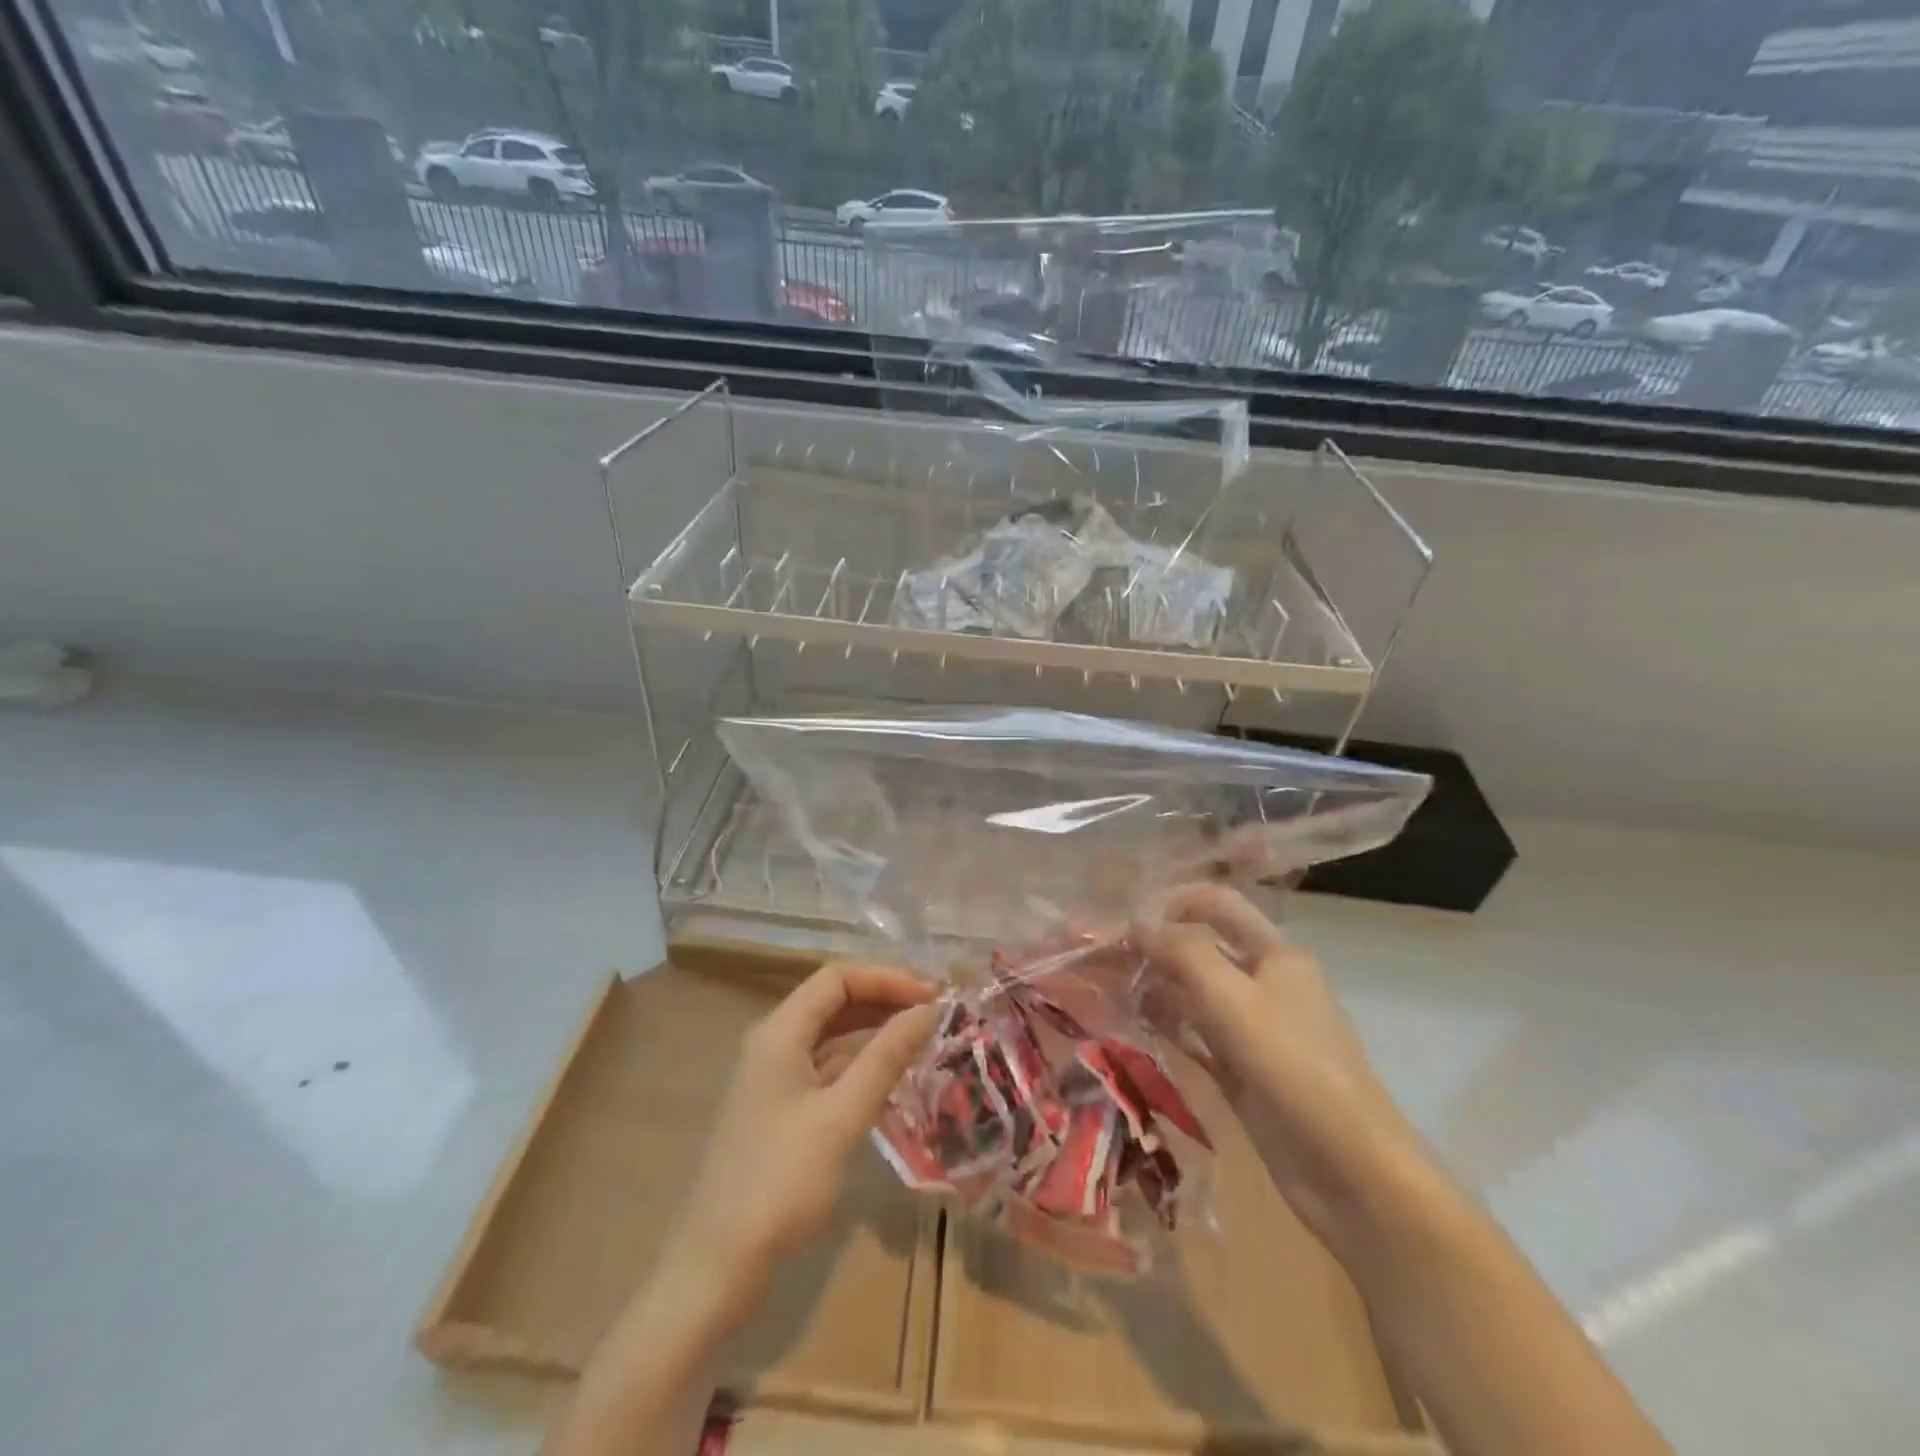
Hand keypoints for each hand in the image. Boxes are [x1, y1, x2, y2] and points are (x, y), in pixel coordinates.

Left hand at [664, 961, 938, 1328]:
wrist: (717, 1266)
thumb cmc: (781, 1182)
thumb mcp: (842, 1116)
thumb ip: (886, 1057)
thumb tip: (927, 1010)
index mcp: (779, 1032)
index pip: (837, 978)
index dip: (886, 978)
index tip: (931, 997)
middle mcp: (773, 1043)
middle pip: (833, 1001)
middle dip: (884, 999)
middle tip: (934, 1014)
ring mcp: (773, 1078)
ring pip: (831, 1035)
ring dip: (874, 1030)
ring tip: (921, 1039)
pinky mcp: (779, 1109)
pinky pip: (826, 1068)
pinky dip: (860, 1063)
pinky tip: (891, 1078)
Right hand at [1137, 884, 1429, 1250]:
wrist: (1351, 1174)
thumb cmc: (1294, 1068)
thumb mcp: (1234, 999)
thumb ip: (1183, 953)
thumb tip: (1137, 923)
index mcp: (1275, 953)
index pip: (1216, 904)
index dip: (1172, 904)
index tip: (1126, 923)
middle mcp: (1264, 982)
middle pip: (1201, 948)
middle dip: (1154, 947)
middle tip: (1100, 958)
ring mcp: (1253, 1029)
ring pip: (1193, 992)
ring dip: (1154, 986)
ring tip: (1105, 989)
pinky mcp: (1241, 1070)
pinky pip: (1195, 1034)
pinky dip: (1166, 1025)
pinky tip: (1131, 1024)